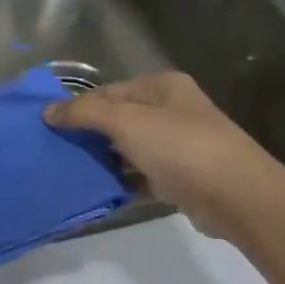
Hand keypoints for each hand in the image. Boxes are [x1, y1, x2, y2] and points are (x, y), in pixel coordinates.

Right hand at [44, 73, 284, 239]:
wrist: (236, 196)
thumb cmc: (180, 147)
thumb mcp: (126, 121)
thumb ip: (84, 113)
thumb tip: (47, 111)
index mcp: (162, 87)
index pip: (108, 92)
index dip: (78, 108)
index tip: (48, 128)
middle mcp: (171, 111)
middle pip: (117, 121)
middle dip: (87, 136)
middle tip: (53, 152)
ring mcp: (176, 146)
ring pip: (126, 151)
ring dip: (101, 162)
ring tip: (68, 174)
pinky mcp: (178, 179)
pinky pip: (138, 178)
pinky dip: (119, 184)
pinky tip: (95, 194)